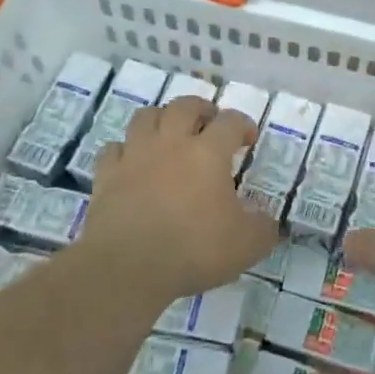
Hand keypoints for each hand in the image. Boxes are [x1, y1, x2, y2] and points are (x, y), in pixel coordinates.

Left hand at [75, 95, 277, 302]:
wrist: (128, 267)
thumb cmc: (194, 249)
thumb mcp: (247, 245)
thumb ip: (263, 228)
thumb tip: (267, 220)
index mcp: (208, 153)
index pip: (230, 122)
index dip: (242, 125)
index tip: (248, 139)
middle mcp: (171, 143)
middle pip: (185, 106)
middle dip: (201, 109)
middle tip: (209, 124)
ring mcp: (135, 156)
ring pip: (146, 117)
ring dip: (161, 119)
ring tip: (170, 134)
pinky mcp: (107, 175)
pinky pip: (114, 149)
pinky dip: (126, 150)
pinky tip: (133, 163)